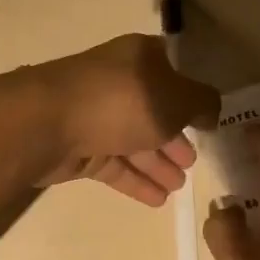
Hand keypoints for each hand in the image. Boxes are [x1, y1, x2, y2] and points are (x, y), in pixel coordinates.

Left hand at [34, 34, 220, 206]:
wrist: (48, 123)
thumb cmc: (121, 101)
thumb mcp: (176, 97)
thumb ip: (202, 103)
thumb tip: (210, 110)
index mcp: (140, 58)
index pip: (172, 71)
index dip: (191, 94)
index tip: (207, 120)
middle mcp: (118, 83)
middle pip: (153, 110)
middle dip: (175, 136)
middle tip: (193, 162)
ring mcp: (96, 116)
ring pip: (134, 140)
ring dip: (158, 163)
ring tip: (180, 186)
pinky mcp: (80, 148)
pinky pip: (115, 164)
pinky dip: (137, 180)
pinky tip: (159, 200)